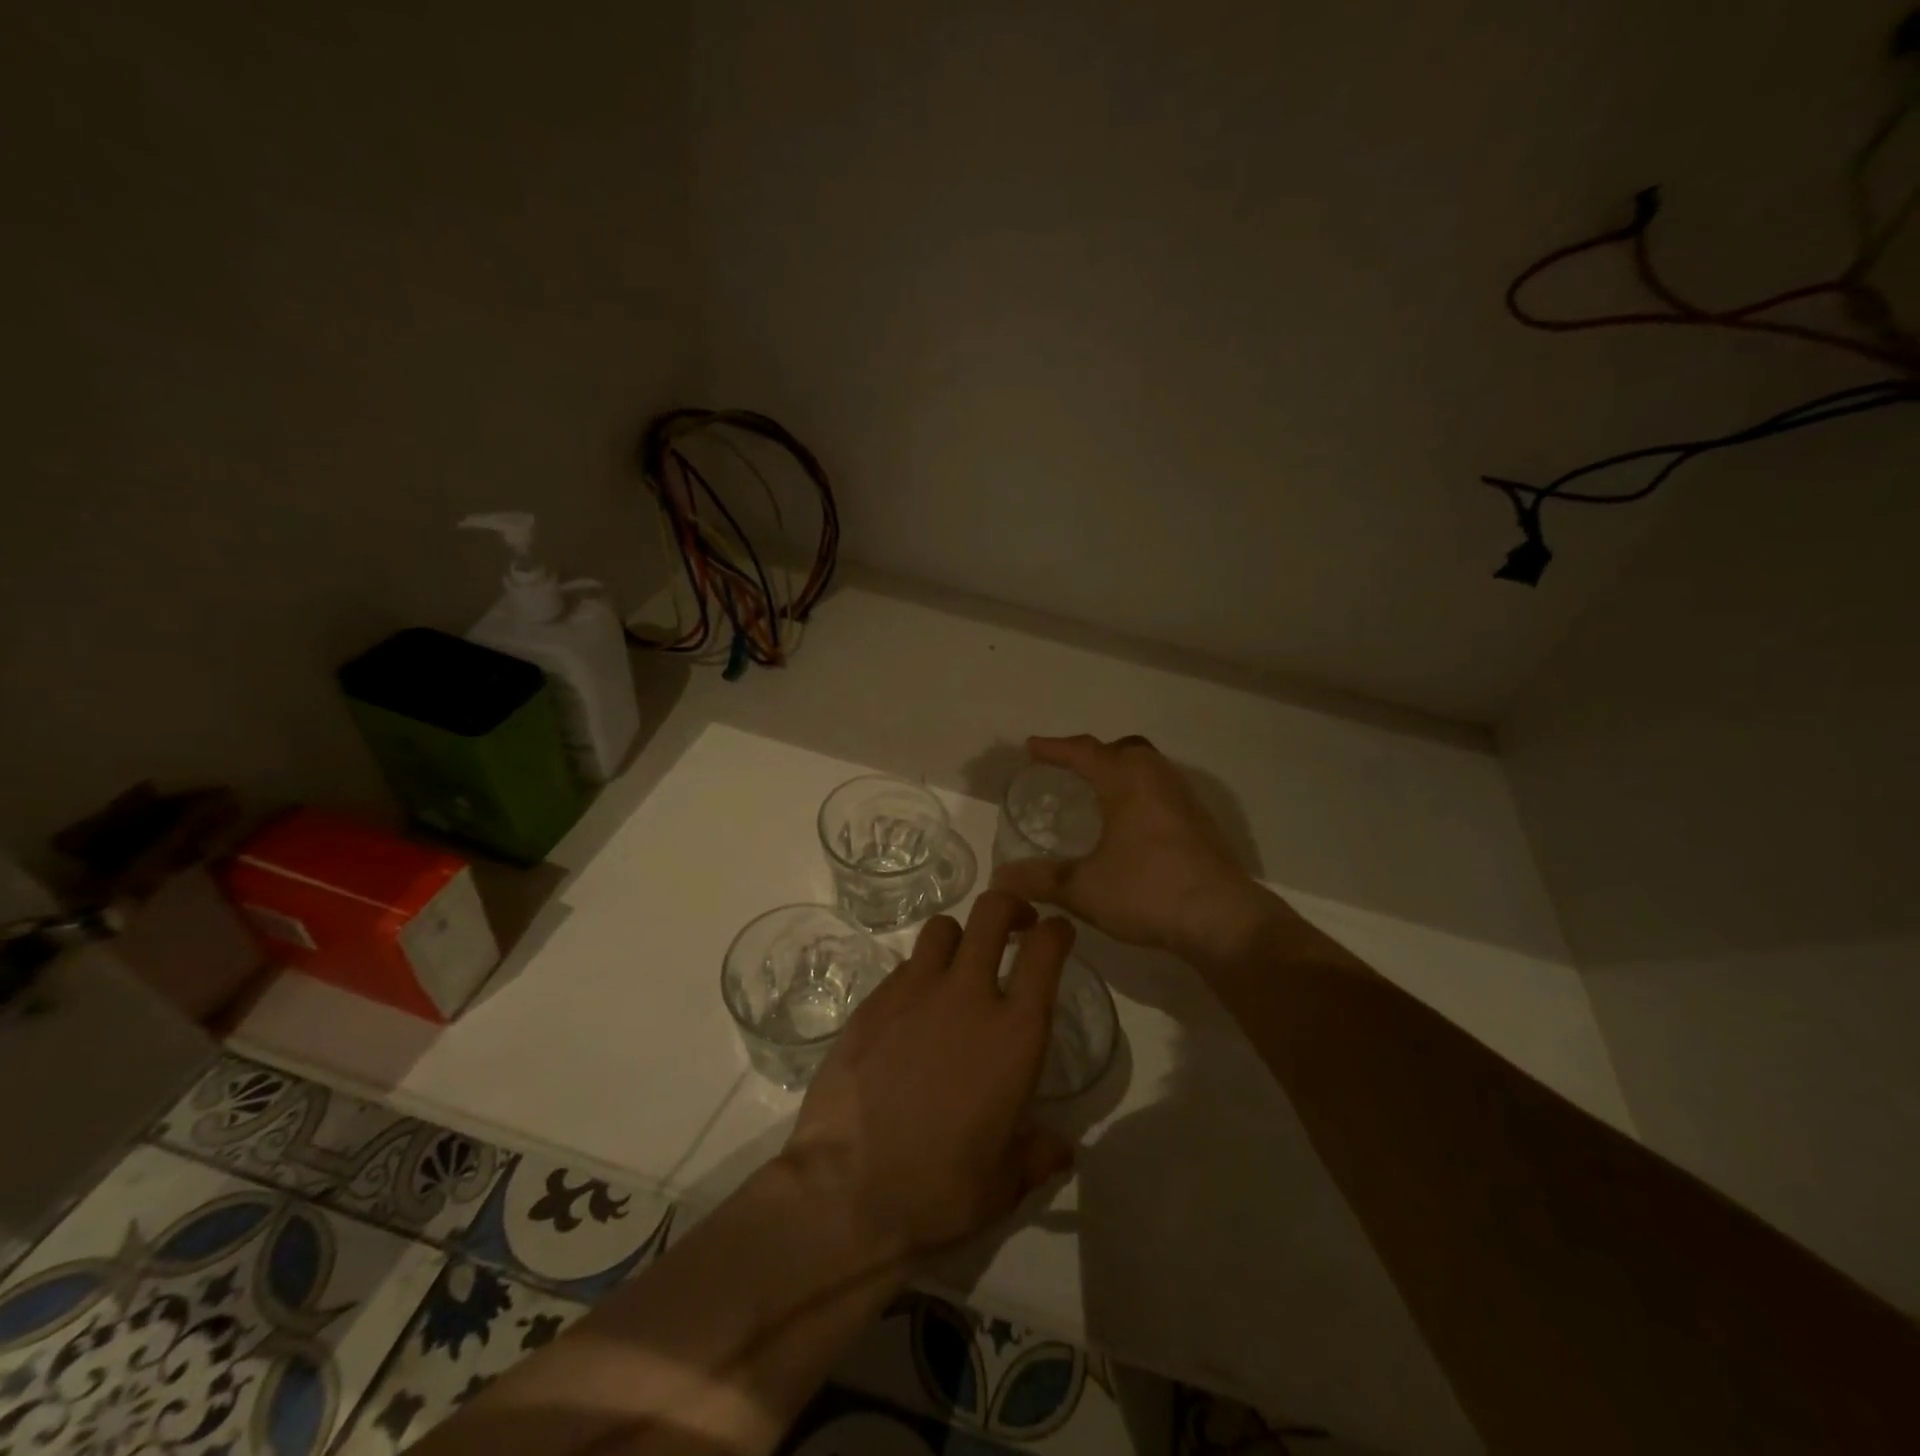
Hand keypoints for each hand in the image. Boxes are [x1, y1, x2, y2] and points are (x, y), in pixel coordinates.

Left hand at [778, 891, 1076, 1264]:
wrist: (847, 1192)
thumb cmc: (939, 1190)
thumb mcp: (1004, 1184)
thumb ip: (1038, 1155)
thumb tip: (1062, 1149)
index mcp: (1014, 1033)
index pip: (1045, 951)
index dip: (1056, 931)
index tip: (1057, 932)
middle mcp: (967, 995)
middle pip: (991, 912)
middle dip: (1009, 906)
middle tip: (1015, 924)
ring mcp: (913, 992)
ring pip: (942, 928)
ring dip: (960, 937)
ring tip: (959, 964)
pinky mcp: (871, 1002)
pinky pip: (903, 967)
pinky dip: (918, 975)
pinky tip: (913, 1011)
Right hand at [991, 734, 1265, 957]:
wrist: (1223, 920)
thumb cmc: (1148, 892)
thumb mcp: (1084, 889)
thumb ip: (1040, 879)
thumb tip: (1000, 879)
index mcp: (1126, 781)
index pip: (1083, 752)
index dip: (1054, 748)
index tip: (1030, 747)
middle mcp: (1157, 779)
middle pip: (1122, 749)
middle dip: (1092, 753)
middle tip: (1067, 767)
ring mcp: (1184, 799)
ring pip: (1148, 767)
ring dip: (1120, 770)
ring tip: (1097, 791)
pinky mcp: (1200, 822)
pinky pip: (1161, 789)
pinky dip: (1139, 791)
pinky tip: (1130, 823)